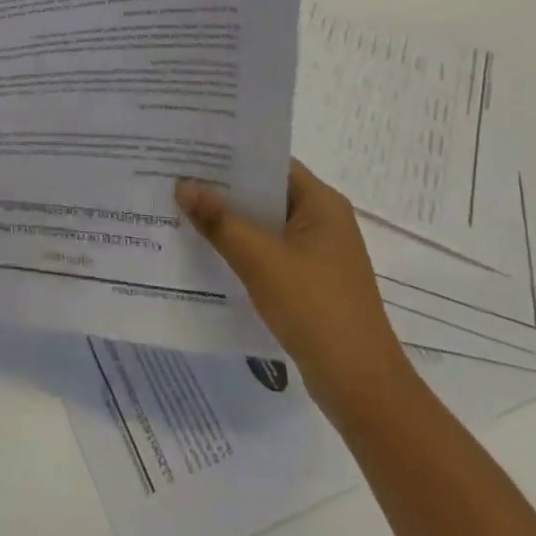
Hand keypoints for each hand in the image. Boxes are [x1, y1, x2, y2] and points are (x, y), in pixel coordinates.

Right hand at [177, 160, 413, 419]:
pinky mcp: (309, 281)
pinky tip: (204, 249)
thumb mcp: (261, 260)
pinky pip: (268, 251)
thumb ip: (220, 220)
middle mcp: (322, 220)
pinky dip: (240, 247)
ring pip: (264, 224)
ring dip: (228, 219)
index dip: (231, 154)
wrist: (361, 386)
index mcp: (321, 203)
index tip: (190, 149)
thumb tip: (183, 184)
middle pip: (265, 191)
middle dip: (223, 187)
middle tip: (175, 176)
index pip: (270, 162)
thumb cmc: (315, 308)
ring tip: (180, 207)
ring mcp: (317, 253)